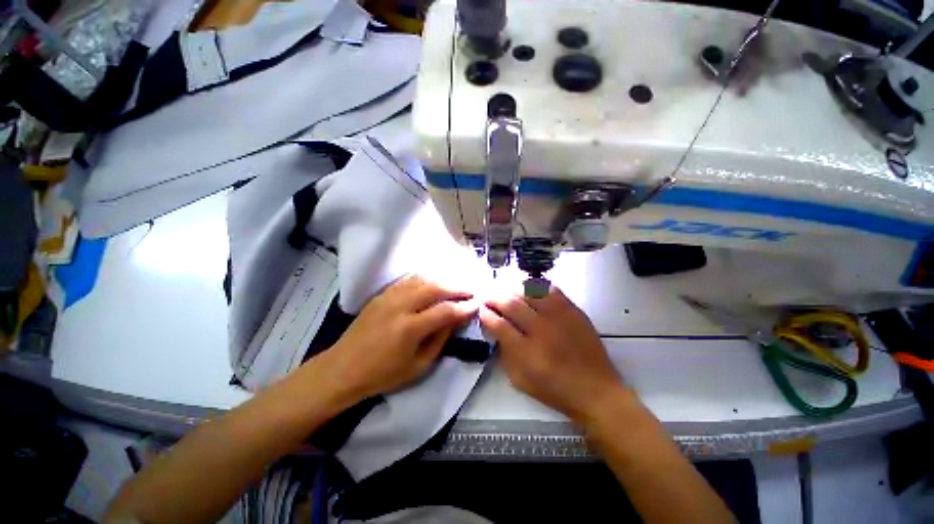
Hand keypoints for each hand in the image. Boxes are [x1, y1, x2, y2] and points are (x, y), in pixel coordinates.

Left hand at [323, 276, 476, 399]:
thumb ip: (440, 340)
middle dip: (457, 287)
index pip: (445, 310)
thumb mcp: (418, 366)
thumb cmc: (382, 375)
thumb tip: (456, 320)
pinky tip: (432, 283)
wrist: (342, 369)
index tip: (477, 304)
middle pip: (435, 287)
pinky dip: (425, 279)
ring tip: (454, 286)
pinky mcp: (382, 294)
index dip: (464, 307)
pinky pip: (408, 280)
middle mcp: (400, 306)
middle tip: (470, 291)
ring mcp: (389, 297)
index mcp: (410, 328)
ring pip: (423, 279)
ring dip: (442, 281)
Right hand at [479, 286, 629, 422]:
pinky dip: (536, 286)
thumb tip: (495, 329)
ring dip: (512, 289)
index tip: (481, 310)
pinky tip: (528, 289)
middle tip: (488, 297)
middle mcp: (541, 330)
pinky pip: (551, 289)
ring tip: (505, 291)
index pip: (498, 324)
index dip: (486, 314)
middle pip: (511, 304)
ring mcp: (559, 317)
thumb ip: (504, 354)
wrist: (596, 390)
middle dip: (494, 298)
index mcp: (526, 352)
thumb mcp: (520, 380)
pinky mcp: (573, 310)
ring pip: (529, 292)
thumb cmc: (555, 389)